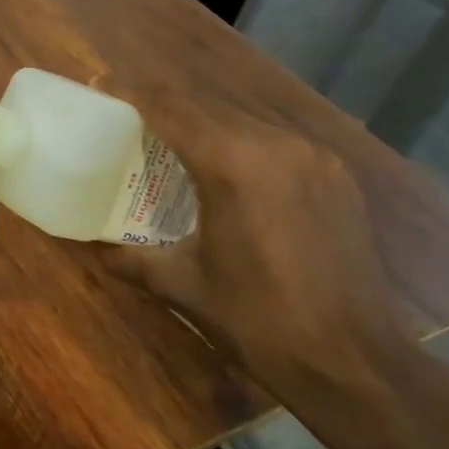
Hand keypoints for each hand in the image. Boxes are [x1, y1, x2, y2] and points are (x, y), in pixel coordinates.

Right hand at [92, 76, 432, 432]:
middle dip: (162, 100)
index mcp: (232, 165)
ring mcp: (313, 156)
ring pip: (242, 115)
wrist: (356, 363)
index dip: (130, 91)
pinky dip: (239, 135)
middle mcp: (275, 145)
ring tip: (170, 132)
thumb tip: (92, 247)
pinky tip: (226, 159)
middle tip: (127, 110)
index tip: (99, 84)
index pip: (170, 108)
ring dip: (201, 116)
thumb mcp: (181, 286)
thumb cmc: (257, 322)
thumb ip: (129, 257)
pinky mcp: (335, 173)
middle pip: (205, 103)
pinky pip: (274, 136)